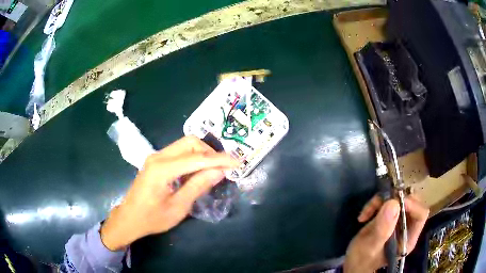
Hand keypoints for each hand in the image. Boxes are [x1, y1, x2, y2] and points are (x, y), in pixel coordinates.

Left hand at [100, 136, 238, 250]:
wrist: (129, 218)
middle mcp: (158, 156)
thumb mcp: (178, 207)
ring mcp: (156, 157)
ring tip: (213, 170)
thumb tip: (219, 171)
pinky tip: (197, 172)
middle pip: (190, 142)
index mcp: (162, 169)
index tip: (238, 163)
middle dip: (210, 152)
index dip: (219, 159)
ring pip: (184, 145)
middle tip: (222, 168)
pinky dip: (192, 158)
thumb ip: (198, 186)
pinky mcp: (156, 161)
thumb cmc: (152, 218)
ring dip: (201, 154)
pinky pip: (178, 152)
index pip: (197, 158)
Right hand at [343, 195, 428, 271]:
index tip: (394, 201)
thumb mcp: (370, 247)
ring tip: (367, 211)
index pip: (420, 214)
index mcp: (408, 239)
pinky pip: (389, 202)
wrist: (352, 264)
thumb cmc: (361, 260)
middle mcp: (408, 229)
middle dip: (395, 199)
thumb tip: (393, 203)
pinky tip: (365, 215)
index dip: (411, 204)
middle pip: (412, 203)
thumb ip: (382, 229)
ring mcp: (399, 222)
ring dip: (382, 200)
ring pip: (400, 199)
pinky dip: (377, 203)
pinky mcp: (391, 218)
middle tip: (379, 202)